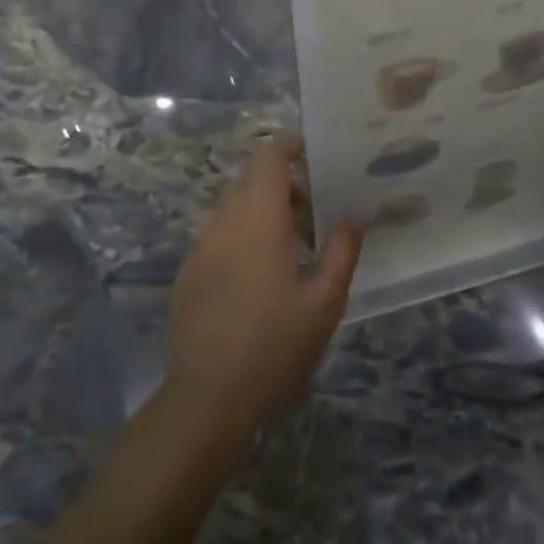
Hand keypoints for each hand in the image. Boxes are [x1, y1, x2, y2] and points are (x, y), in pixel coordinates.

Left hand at [164, 137, 363, 439]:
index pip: (268, 159)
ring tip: (289, 243)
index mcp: (258, 219)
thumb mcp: (323, 302)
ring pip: (231, 206)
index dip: (288, 145)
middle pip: (249, 179)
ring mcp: (200, 247)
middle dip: (281, 182)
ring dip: (260, 208)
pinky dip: (240, 232)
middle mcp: (223, 222)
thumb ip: (341, 251)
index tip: (311, 150)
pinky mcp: (187, 272)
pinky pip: (217, 233)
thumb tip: (355, 215)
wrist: (206, 398)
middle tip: (311, 208)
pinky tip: (258, 273)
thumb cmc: (274, 345)